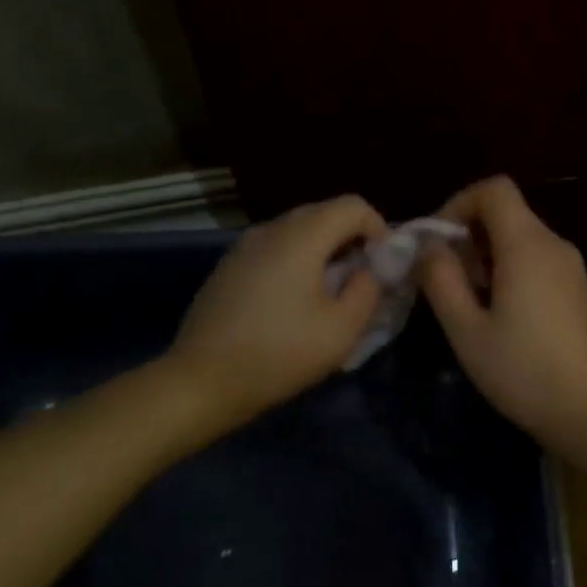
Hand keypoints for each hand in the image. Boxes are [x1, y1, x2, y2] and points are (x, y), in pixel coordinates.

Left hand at [171, 195, 386, 425]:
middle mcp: (271, 229)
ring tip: (332, 293)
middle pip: (324, 213)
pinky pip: (275, 249)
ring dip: (325, 252)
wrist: (203, 380)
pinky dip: (297, 262)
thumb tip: (376, 267)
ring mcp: (244, 246)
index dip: (379, 229)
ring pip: (298, 231)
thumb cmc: (281, 354)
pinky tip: (295, 302)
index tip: (384, 267)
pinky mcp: (229, 266)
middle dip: (353, 240)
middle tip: (363, 280)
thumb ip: (370, 288)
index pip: (353, 206)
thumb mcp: (343, 328)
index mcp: (301, 237)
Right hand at [418, 176, 586, 456]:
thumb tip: (430, 247)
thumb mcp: (467, 331)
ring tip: (471, 307)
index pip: (494, 189)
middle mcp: (556, 246)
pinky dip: (513, 275)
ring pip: (523, 242)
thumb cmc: (524, 372)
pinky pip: (540, 265)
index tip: (437, 244)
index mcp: (527, 245)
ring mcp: (574, 270)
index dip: (458, 204)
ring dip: (489, 259)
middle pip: (508, 215)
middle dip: (469, 237)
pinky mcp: (582, 294)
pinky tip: (504, 320)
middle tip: (448, 283)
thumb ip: (442, 280)